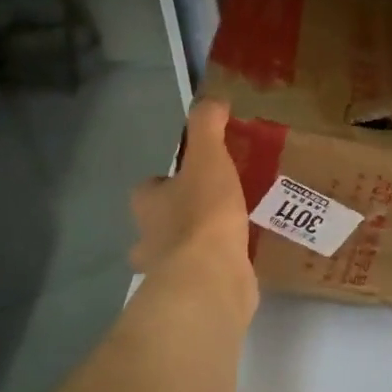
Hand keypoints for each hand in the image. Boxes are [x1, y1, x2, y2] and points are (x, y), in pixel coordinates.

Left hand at [130, 98, 257, 317]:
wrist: (211, 278)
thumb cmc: (203, 215)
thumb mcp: (208, 158)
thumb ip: (207, 127)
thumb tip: (212, 100)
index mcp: (147, 204)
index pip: (150, 188)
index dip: (169, 180)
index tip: (197, 175)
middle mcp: (149, 238)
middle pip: (160, 222)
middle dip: (181, 215)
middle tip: (219, 203)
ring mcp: (168, 271)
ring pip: (179, 251)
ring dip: (199, 243)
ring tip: (236, 229)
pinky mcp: (193, 292)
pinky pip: (204, 273)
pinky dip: (218, 265)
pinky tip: (243, 256)